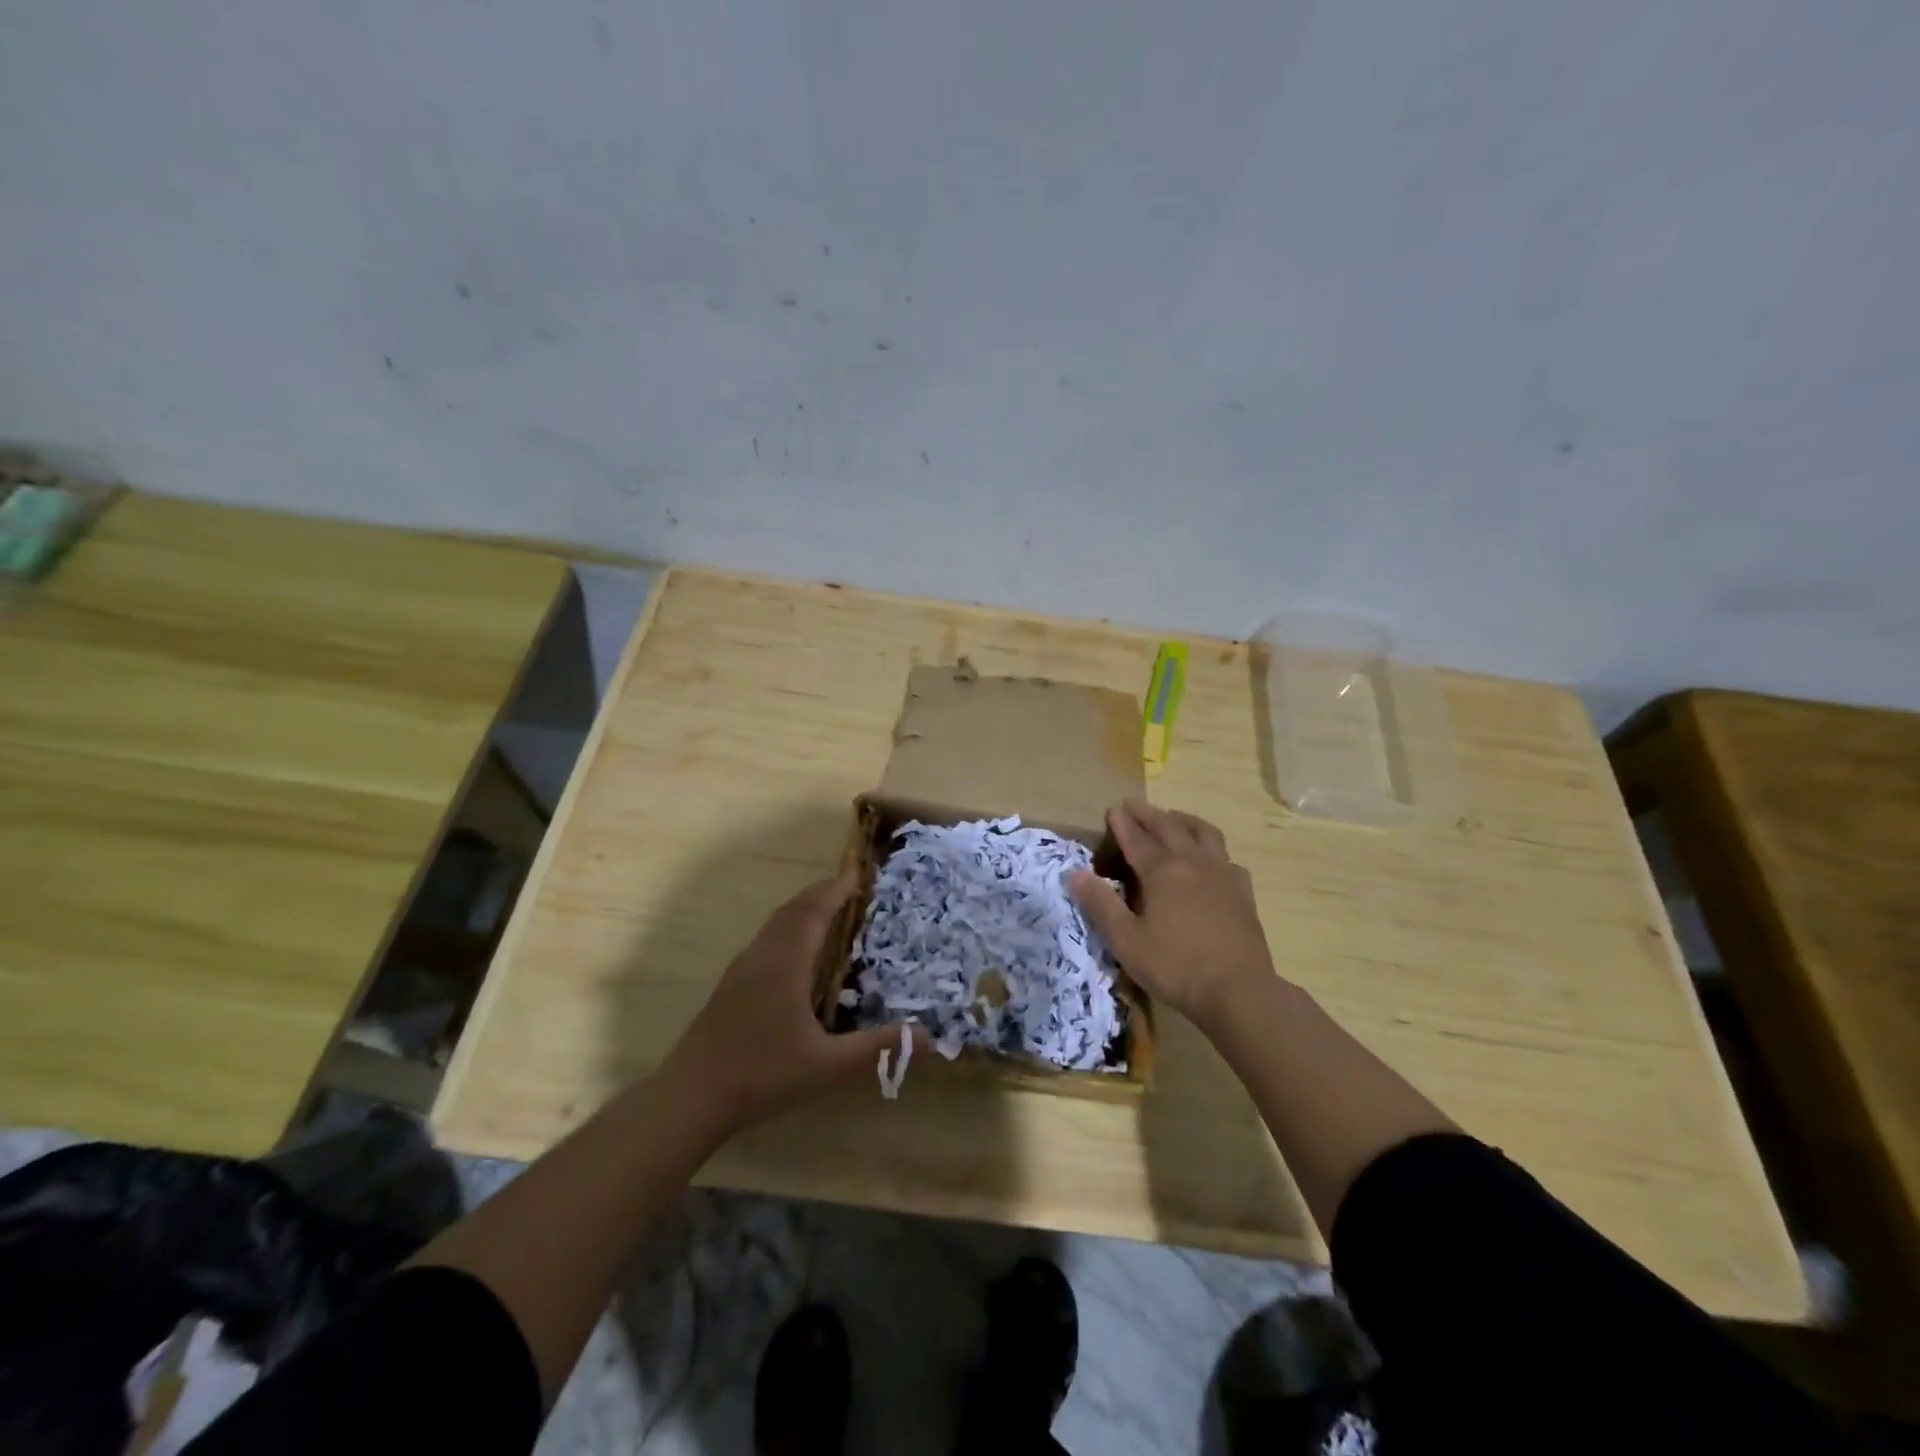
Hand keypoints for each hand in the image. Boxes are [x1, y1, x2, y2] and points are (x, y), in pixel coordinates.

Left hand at [659, 873, 915, 1136]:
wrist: (691, 1096)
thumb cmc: (762, 1075)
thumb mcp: (828, 1066)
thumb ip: (877, 1048)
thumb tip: (926, 1037)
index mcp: (786, 962)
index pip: (814, 910)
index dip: (837, 889)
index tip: (860, 875)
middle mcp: (763, 955)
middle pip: (794, 909)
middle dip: (822, 893)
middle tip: (851, 889)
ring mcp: (742, 968)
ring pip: (776, 923)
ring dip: (803, 909)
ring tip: (830, 911)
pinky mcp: (732, 984)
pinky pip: (766, 938)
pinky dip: (789, 927)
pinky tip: (798, 952)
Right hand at [1069, 799, 1278, 1030]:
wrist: (1238, 990)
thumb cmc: (1175, 966)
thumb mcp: (1126, 940)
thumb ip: (1100, 904)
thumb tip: (1075, 874)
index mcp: (1162, 872)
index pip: (1137, 839)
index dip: (1123, 823)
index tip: (1113, 809)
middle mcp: (1192, 863)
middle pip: (1169, 828)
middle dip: (1148, 814)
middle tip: (1134, 805)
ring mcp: (1222, 875)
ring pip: (1204, 833)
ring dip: (1184, 821)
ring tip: (1173, 818)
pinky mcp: (1243, 892)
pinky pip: (1228, 859)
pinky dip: (1213, 850)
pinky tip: (1212, 860)